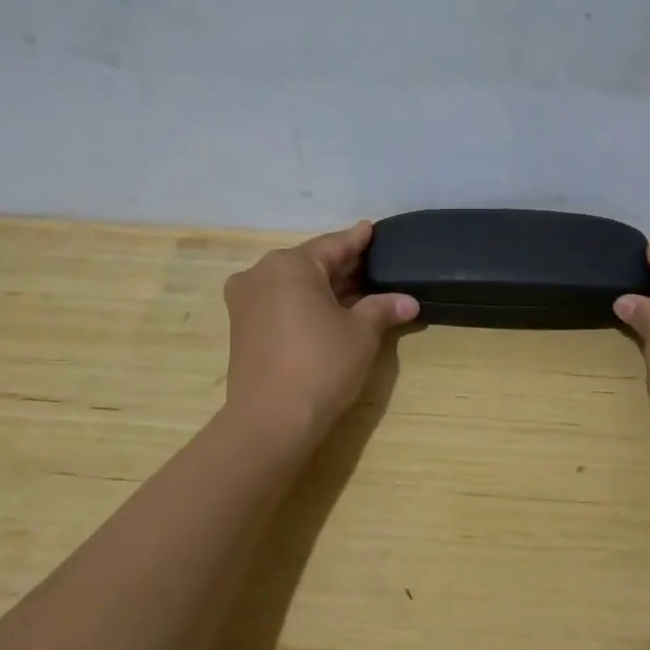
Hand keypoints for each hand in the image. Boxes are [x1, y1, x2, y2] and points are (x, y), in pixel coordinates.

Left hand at [222, 221, 418, 448]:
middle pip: (309, 264)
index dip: (356, 240)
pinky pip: (279, 304)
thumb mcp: (361, 334)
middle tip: (372, 266)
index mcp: (289, 265)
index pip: (332, 245)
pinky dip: (305, 305)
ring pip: (292, 285)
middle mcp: (260, 274)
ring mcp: (245, 302)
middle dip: (341, 267)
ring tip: (357, 292)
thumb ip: (382, 309)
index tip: (370, 229)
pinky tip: (328, 313)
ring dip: (324, 288)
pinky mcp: (241, 329)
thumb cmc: (321, 366)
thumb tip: (409, 302)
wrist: (271, 420)